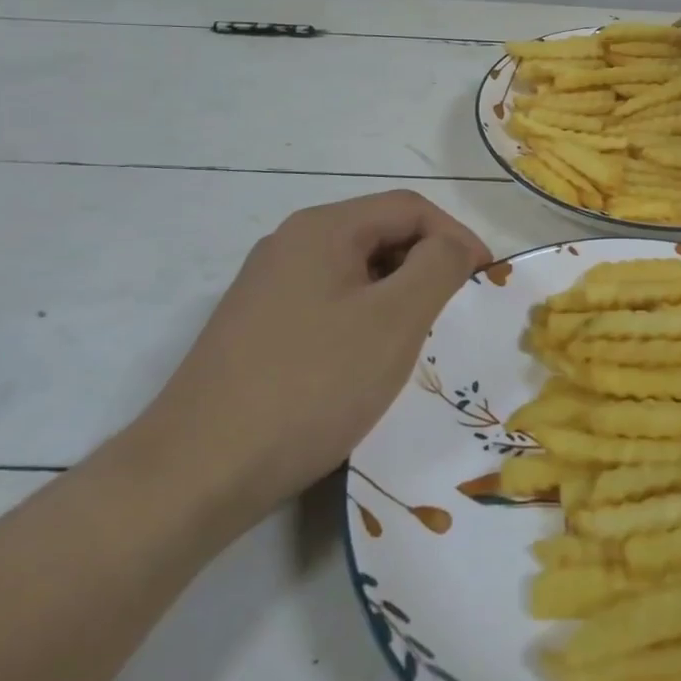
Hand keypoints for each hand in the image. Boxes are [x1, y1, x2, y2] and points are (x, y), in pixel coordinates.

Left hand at [132, 191, 490, 533]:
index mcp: (323, 228)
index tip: (485, 282)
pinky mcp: (254, 328)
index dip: (457, 237)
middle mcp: (290, 244)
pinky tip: (365, 364)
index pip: (411, 208)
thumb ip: (439, 266)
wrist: (196, 473)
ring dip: (396, 295)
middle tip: (454, 313)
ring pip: (354, 272)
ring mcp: (266, 287)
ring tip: (416, 341)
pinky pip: (327, 303)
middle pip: (380, 233)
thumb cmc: (311, 386)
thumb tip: (454, 245)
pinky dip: (362, 319)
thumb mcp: (394, 321)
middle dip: (427, 265)